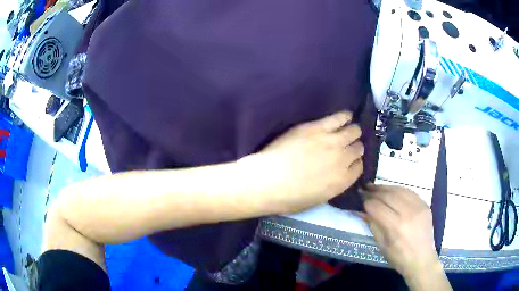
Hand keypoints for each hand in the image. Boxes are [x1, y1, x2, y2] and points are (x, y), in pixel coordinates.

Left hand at [255, 111, 363, 212]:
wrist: (269, 180)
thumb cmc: (288, 198)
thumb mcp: (317, 199)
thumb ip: (332, 185)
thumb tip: (335, 175)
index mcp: (343, 181)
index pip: (359, 167)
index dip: (355, 163)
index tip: (349, 161)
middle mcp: (343, 159)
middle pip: (358, 148)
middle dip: (354, 147)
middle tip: (346, 145)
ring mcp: (332, 141)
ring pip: (353, 131)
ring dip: (352, 131)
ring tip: (348, 129)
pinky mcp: (317, 127)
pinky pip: (339, 117)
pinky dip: (345, 116)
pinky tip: (346, 116)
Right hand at [363, 185, 443, 283]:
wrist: (421, 259)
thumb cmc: (398, 257)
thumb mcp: (382, 245)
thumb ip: (372, 225)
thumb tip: (359, 211)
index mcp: (395, 227)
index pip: (377, 207)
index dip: (366, 202)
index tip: (359, 200)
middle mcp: (408, 213)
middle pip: (388, 195)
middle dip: (374, 191)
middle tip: (364, 189)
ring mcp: (418, 207)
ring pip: (399, 190)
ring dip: (385, 188)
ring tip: (375, 187)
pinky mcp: (425, 204)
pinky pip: (410, 192)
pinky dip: (398, 189)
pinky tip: (392, 190)